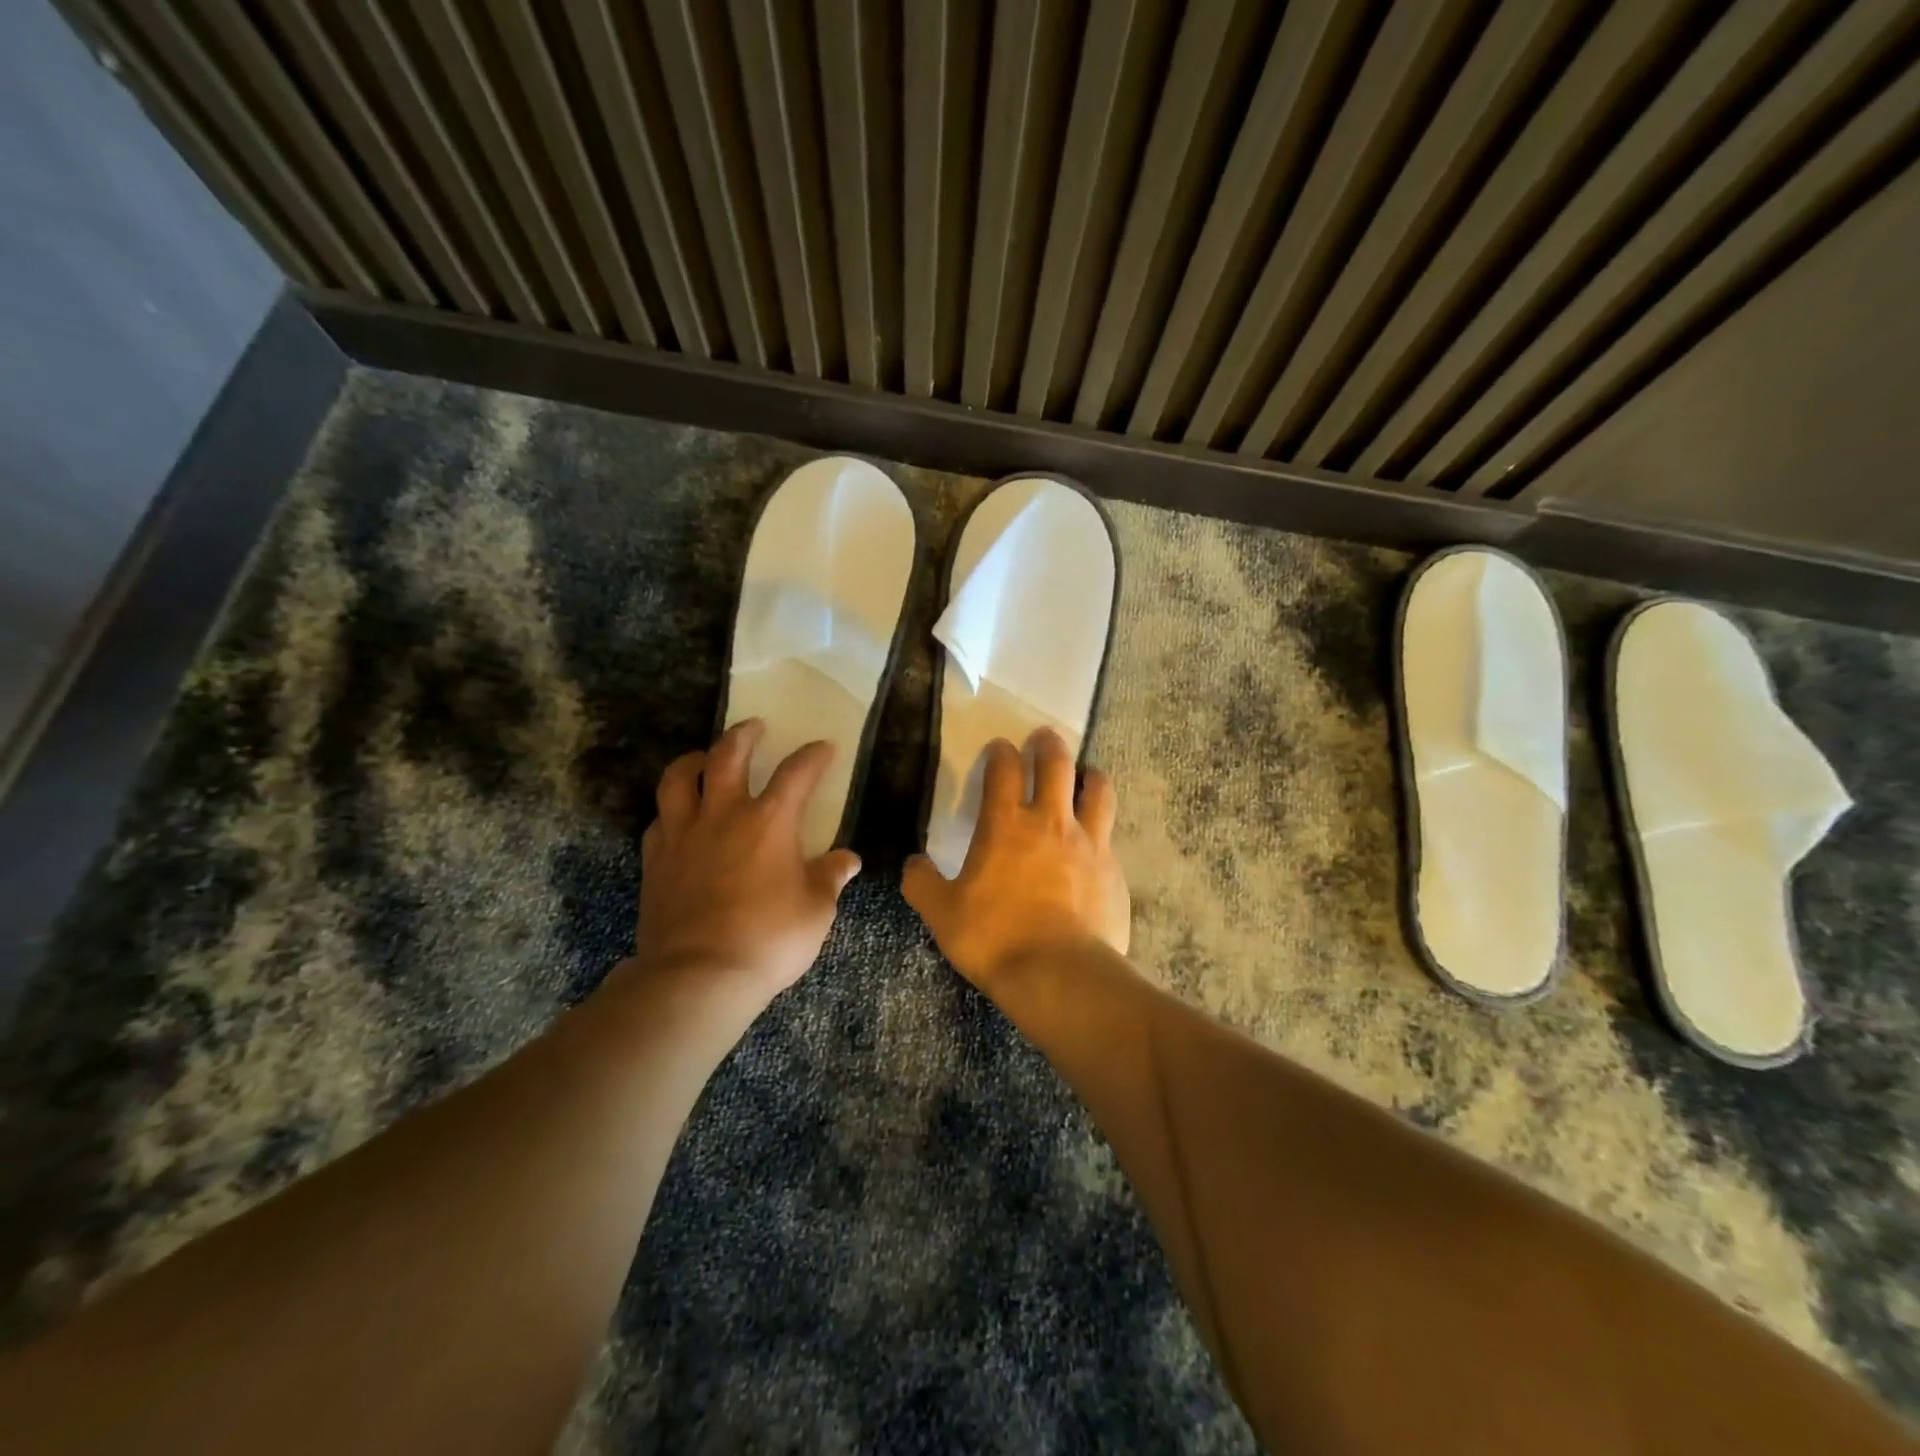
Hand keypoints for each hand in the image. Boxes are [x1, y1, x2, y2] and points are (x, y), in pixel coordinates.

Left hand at [627, 719, 860, 1012]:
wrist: (698, 976)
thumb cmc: (769, 939)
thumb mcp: (816, 910)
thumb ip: (831, 878)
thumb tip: (848, 860)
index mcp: (770, 821)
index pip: (797, 773)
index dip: (813, 756)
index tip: (823, 747)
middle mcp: (724, 814)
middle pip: (728, 755)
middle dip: (744, 735)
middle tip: (754, 727)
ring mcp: (683, 834)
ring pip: (678, 778)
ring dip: (694, 760)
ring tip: (704, 758)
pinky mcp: (655, 860)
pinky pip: (659, 820)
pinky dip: (672, 810)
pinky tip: (680, 818)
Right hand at [903, 728, 1129, 991]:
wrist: (1059, 974)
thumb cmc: (995, 938)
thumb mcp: (942, 914)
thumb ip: (922, 884)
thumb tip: (912, 864)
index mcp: (1005, 826)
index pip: (1004, 770)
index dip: (1001, 752)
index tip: (999, 748)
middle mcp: (1050, 822)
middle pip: (1056, 764)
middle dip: (1048, 745)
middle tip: (1044, 737)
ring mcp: (1088, 842)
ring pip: (1096, 790)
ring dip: (1089, 776)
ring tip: (1086, 774)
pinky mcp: (1113, 869)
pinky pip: (1110, 834)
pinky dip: (1102, 826)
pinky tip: (1097, 839)